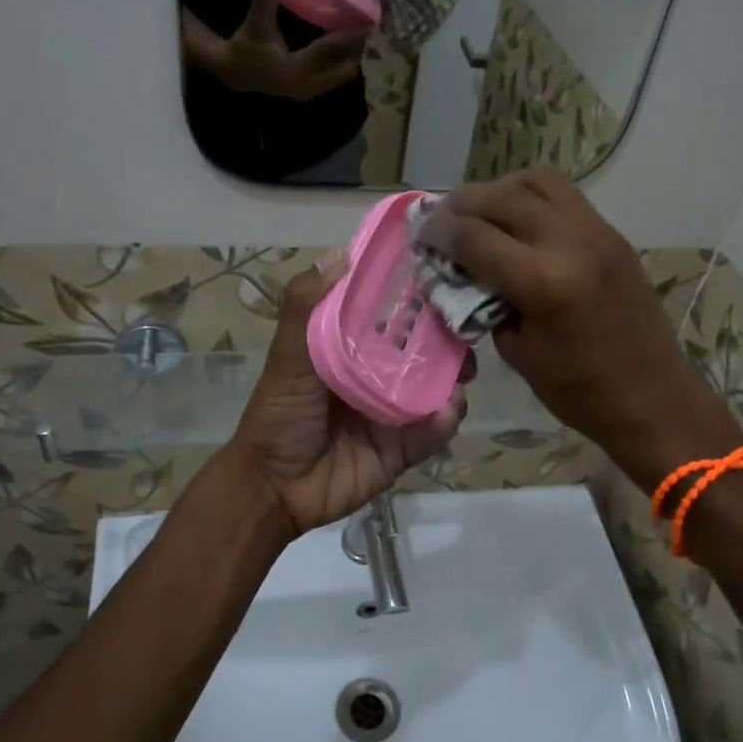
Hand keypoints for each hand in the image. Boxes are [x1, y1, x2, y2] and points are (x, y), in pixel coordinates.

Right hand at [215, 0, 367, 101]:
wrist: (233, 71)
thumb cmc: (245, 45)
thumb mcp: (256, 19)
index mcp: (295, 70)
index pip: (329, 50)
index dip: (350, 35)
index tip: (368, 20)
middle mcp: (307, 85)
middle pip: (345, 68)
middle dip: (358, 48)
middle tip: (367, 24)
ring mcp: (310, 91)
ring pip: (342, 75)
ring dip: (352, 55)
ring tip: (360, 32)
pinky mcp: (310, 90)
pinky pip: (334, 76)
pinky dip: (343, 61)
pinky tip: (346, 43)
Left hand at [230, 258, 467, 536]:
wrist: (275, 488)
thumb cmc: (279, 414)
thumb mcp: (287, 356)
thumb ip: (305, 307)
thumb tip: (342, 254)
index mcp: (352, 343)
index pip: (390, 307)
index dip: (415, 288)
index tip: (443, 267)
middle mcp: (379, 370)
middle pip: (425, 343)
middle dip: (450, 331)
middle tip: (467, 322)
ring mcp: (397, 408)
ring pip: (440, 382)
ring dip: (457, 372)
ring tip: (464, 369)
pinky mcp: (407, 444)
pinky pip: (437, 428)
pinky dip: (447, 419)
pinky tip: (446, 411)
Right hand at [418, 171, 742, 487]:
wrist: (653, 398)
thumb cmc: (580, 391)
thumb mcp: (518, 352)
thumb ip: (485, 304)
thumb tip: (463, 273)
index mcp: (544, 282)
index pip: (476, 237)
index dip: (440, 232)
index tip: (420, 234)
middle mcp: (571, 243)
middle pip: (502, 198)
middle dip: (463, 204)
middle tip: (441, 218)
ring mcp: (597, 232)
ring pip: (537, 182)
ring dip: (499, 190)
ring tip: (479, 211)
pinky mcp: (611, 234)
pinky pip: (563, 196)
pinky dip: (530, 197)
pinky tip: (515, 220)